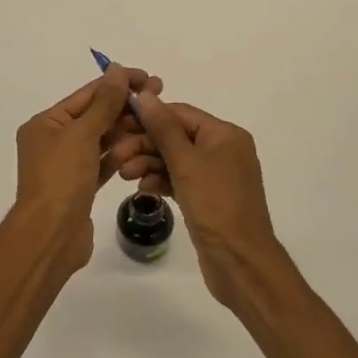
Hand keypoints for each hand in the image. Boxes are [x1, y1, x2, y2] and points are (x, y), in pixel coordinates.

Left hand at [10, 66, 160, 271]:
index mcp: (45, 123)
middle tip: (160, 97)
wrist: (51, 236)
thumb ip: (104, 102)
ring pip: (101, 140)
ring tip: (156, 122)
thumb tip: (117, 69)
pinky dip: (120, 155)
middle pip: (95, 116)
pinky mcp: (80, 187)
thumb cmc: (61, 179)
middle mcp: (53, 140)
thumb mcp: (82, 134)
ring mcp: (67, 165)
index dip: (117, 84)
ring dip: (126, 131)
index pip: (87, 95)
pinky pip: (103, 163)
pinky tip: (143, 147)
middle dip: (124, 107)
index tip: (147, 77)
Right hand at [116, 95, 287, 311]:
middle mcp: (223, 150)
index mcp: (225, 135)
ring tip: (124, 175)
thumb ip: (163, 128)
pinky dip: (160, 181)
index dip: (148, 117)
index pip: (180, 113)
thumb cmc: (215, 206)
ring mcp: (216, 175)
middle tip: (116, 156)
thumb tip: (146, 94)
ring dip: (148, 163)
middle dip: (145, 144)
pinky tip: (142, 189)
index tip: (118, 123)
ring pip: (175, 159)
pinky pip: (179, 179)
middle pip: (176, 136)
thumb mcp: (186, 163)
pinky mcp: (208, 198)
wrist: (241, 262)